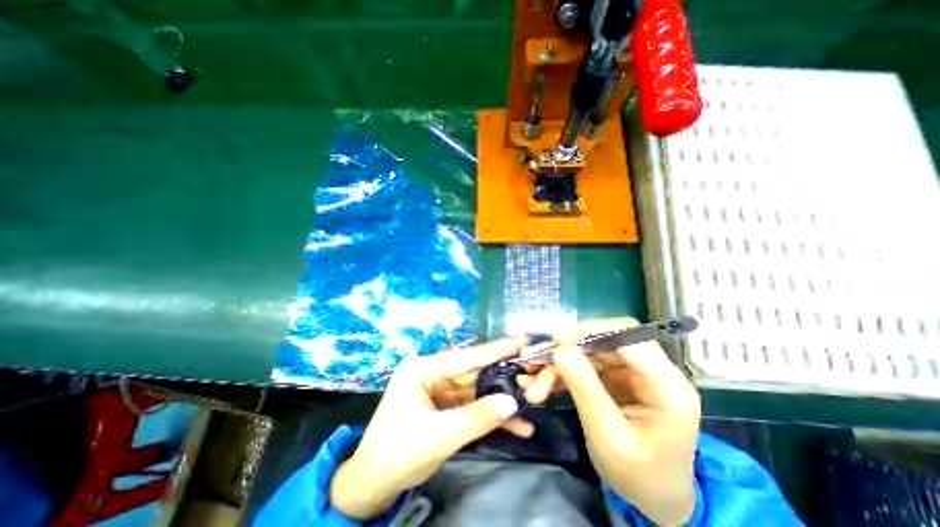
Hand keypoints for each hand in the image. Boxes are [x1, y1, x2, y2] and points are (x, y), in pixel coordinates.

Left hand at [329, 339, 531, 519]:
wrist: (374, 484)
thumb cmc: (397, 455)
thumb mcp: (439, 437)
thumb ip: (477, 418)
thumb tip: (513, 402)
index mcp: (421, 369)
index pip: (464, 357)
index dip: (495, 350)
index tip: (521, 340)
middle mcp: (431, 372)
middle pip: (473, 371)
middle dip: (503, 375)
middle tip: (532, 369)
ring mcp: (438, 388)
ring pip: (476, 389)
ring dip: (500, 399)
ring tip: (531, 398)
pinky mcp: (444, 404)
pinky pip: (471, 405)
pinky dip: (490, 415)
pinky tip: (515, 425)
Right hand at [522, 320, 697, 523]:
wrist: (654, 499)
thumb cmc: (640, 476)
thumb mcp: (609, 436)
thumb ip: (585, 389)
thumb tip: (560, 350)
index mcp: (667, 386)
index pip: (629, 337)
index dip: (591, 331)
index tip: (556, 340)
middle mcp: (650, 371)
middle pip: (602, 342)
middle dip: (565, 351)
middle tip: (535, 360)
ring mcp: (630, 373)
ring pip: (587, 353)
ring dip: (558, 365)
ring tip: (532, 383)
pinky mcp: (614, 378)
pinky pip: (583, 366)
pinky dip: (561, 374)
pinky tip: (542, 385)